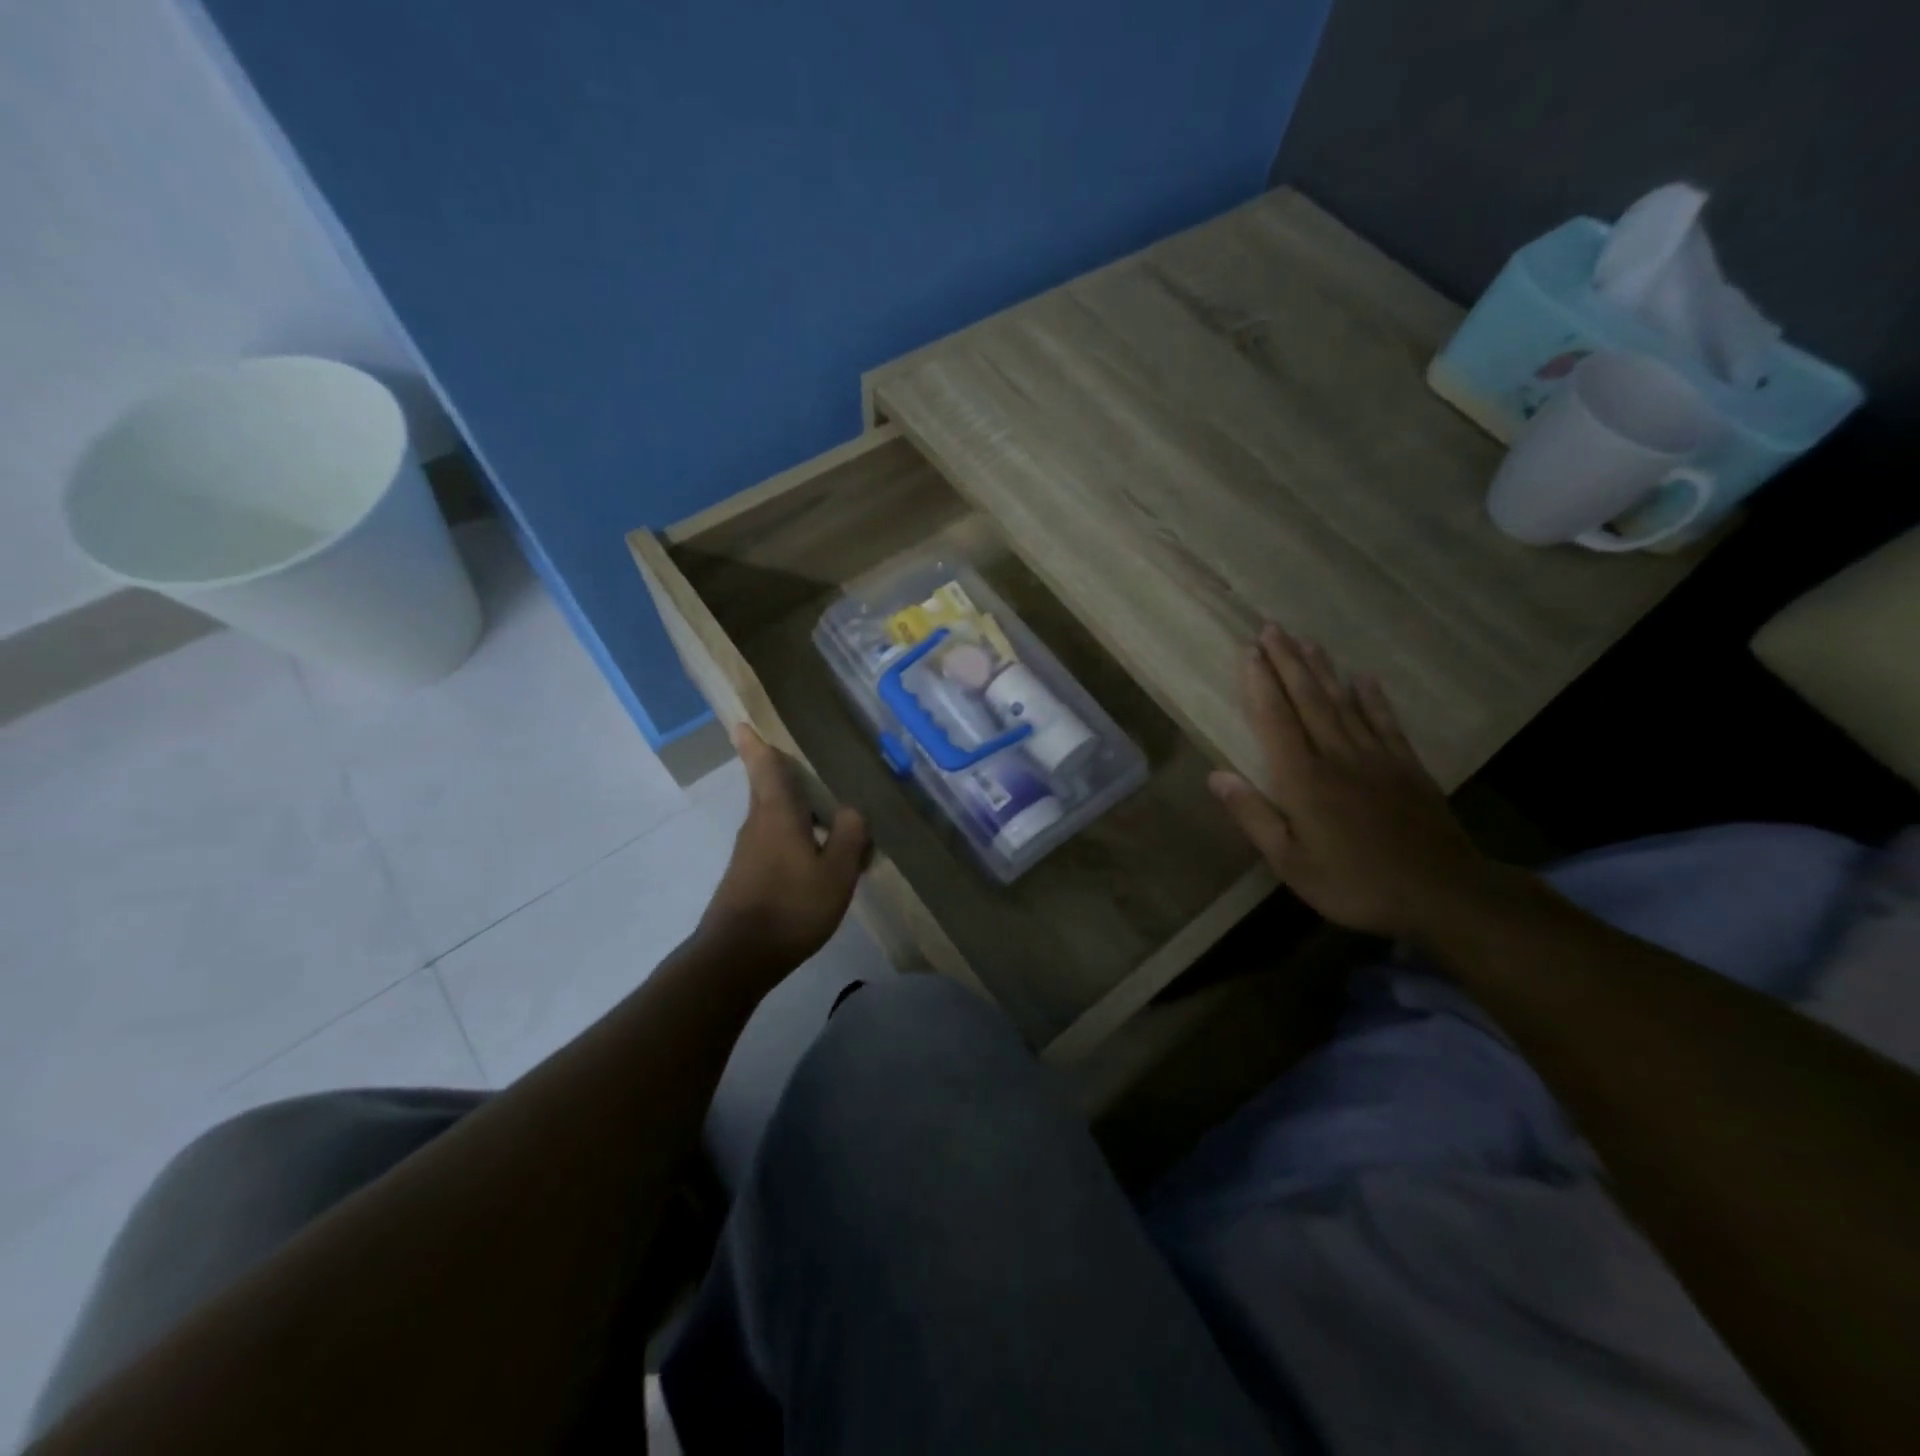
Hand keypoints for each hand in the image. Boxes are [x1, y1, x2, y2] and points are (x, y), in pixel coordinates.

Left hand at [697, 725, 869, 978]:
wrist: (738, 957)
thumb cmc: (791, 906)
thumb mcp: (837, 872)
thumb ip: (850, 836)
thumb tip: (852, 811)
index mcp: (777, 815)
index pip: (765, 769)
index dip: (756, 745)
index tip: (741, 723)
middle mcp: (757, 826)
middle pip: (768, 792)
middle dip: (781, 777)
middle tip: (803, 766)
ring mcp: (748, 854)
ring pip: (773, 820)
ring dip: (794, 813)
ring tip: (826, 819)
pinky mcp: (746, 878)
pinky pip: (774, 845)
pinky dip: (793, 841)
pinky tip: (815, 861)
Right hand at [1208, 625, 1504, 939]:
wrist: (1440, 893)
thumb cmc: (1353, 882)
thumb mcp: (1290, 862)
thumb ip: (1253, 816)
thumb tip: (1216, 776)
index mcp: (1303, 779)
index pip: (1276, 720)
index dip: (1261, 684)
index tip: (1249, 651)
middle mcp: (1337, 756)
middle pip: (1309, 700)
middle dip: (1288, 662)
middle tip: (1272, 628)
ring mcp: (1376, 757)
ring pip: (1344, 702)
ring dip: (1323, 670)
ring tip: (1307, 641)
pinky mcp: (1407, 767)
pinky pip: (1385, 722)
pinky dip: (1373, 698)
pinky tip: (1364, 678)